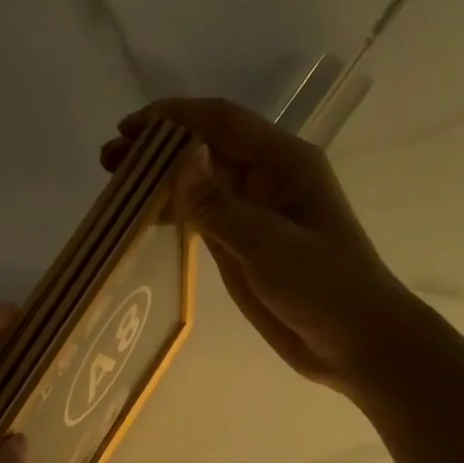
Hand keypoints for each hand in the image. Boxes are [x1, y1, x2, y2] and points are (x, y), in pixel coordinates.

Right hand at [101, 97, 417, 393]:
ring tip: (113, 186)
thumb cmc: (324, 288)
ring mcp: (251, 211)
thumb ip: (220, 204)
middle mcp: (265, 178)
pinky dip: (170, 212)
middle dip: (156, 149)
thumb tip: (180, 158)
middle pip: (203, 149)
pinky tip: (141, 216)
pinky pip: (199, 215)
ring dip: (157, 180)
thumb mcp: (269, 245)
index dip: (173, 119)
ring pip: (197, 182)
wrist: (355, 343)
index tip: (127, 130)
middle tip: (108, 161)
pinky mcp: (240, 243)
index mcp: (284, 163)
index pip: (221, 123)